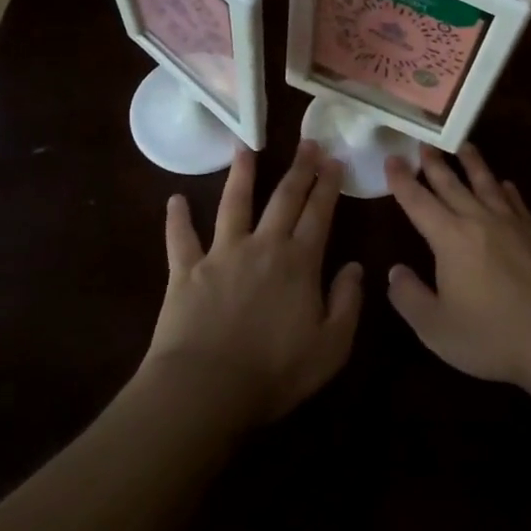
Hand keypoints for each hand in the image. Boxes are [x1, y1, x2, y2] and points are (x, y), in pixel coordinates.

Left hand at [144, 141, 362, 424]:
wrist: (205, 388)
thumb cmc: (274, 372)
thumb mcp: (331, 347)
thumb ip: (347, 303)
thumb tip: (356, 267)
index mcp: (299, 262)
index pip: (319, 213)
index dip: (328, 185)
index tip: (334, 160)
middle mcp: (263, 246)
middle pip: (284, 198)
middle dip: (299, 168)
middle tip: (307, 142)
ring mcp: (221, 254)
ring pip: (233, 204)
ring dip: (241, 174)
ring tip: (245, 147)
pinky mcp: (185, 270)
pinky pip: (180, 238)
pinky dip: (177, 219)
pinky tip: (174, 200)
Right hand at [384, 143, 530, 387]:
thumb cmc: (493, 335)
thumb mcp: (437, 327)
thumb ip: (410, 298)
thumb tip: (394, 272)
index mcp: (450, 239)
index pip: (419, 202)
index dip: (402, 181)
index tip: (392, 158)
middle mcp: (480, 221)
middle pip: (452, 185)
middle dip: (434, 163)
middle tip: (424, 142)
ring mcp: (513, 225)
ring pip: (487, 184)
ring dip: (473, 164)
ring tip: (464, 145)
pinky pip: (517, 203)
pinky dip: (507, 190)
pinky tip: (506, 184)